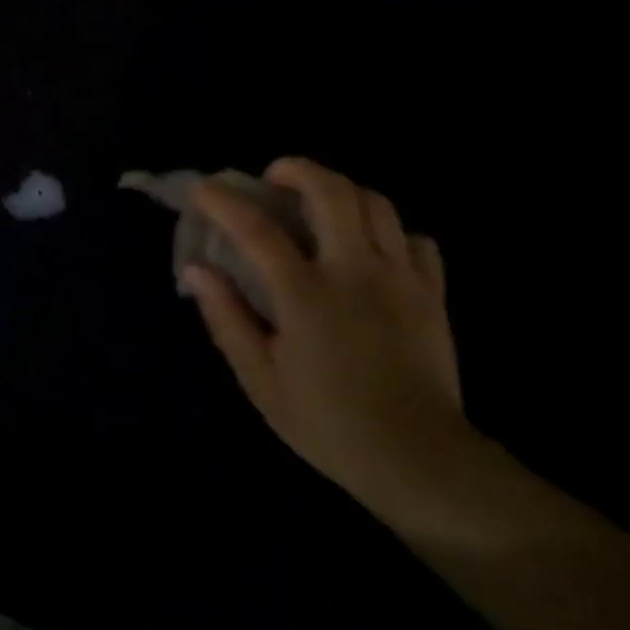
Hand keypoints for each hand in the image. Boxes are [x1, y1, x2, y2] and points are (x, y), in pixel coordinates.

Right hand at [184, 158, 471, 502]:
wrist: (418, 460)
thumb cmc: (327, 424)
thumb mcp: (260, 379)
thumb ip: (226, 317)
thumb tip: (196, 270)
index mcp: (306, 295)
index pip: (257, 229)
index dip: (224, 202)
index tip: (203, 190)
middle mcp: (355, 272)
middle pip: (332, 191)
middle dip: (297, 170)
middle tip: (275, 178)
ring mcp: (401, 278)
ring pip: (377, 204)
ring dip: (342, 192)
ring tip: (321, 206)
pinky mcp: (433, 294)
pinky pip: (416, 240)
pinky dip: (390, 232)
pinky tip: (373, 250)